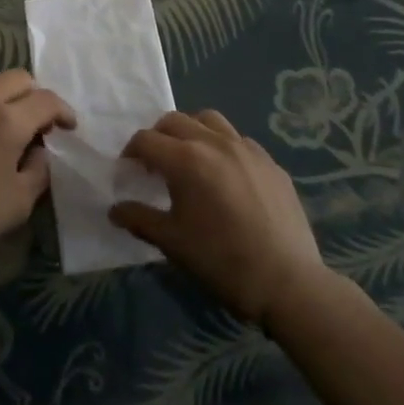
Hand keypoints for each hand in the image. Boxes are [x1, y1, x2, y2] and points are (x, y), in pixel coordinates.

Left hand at [0, 70, 75, 260]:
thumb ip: (39, 171)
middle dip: (35, 95)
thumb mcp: (18, 204)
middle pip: (19, 78)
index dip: (63, 111)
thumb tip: (40, 150)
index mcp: (9, 120)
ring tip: (3, 122)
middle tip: (37, 122)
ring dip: (4, 95)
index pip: (47, 99)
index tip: (68, 127)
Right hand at [110, 109, 325, 325]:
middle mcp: (215, 142)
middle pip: (174, 120)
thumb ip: (139, 219)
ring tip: (190, 158)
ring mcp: (247, 149)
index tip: (128, 173)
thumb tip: (114, 210)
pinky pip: (239, 140)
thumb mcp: (172, 243)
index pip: (146, 140)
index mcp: (186, 159)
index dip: (130, 154)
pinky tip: (226, 176)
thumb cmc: (222, 262)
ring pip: (209, 120)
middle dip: (157, 137)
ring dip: (191, 131)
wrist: (289, 283)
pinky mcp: (271, 163)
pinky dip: (223, 147)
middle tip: (154, 164)